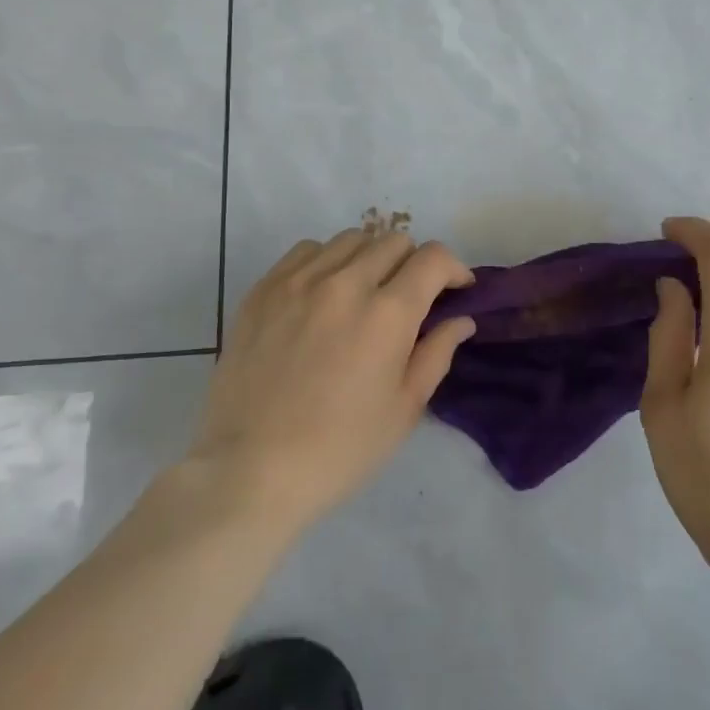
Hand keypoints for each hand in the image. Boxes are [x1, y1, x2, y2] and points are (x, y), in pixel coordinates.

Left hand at [183, 229, 475, 536]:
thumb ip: (437, 353)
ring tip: (365, 292)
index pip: (433, 258)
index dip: (454, 268)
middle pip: (394, 241)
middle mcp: (346, 283)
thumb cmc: (339, 450)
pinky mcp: (264, 289)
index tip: (455, 289)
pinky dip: (327, 261)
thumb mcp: (404, 409)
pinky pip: (307, 250)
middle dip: (414, 263)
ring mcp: (300, 281)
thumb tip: (461, 319)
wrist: (249, 470)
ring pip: (351, 239)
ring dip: (370, 258)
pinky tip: (323, 293)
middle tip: (409, 298)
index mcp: (388, 313)